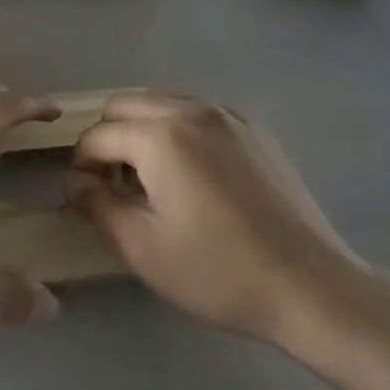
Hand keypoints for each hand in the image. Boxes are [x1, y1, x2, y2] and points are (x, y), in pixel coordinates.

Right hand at [66, 92, 371, 353]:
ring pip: (162, 102)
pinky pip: (198, 113)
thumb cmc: (219, 272)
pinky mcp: (254, 131)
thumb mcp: (142, 248)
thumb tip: (78, 182)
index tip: (84, 199)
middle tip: (113, 185)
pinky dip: (177, 130)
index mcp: (160, 136)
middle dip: (107, 139)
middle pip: (125, 105)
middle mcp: (191, 111)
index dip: (80, 166)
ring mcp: (228, 116)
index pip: (97, 136)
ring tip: (150, 179)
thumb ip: (97, 205)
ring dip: (141, 130)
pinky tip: (191, 176)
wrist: (312, 287)